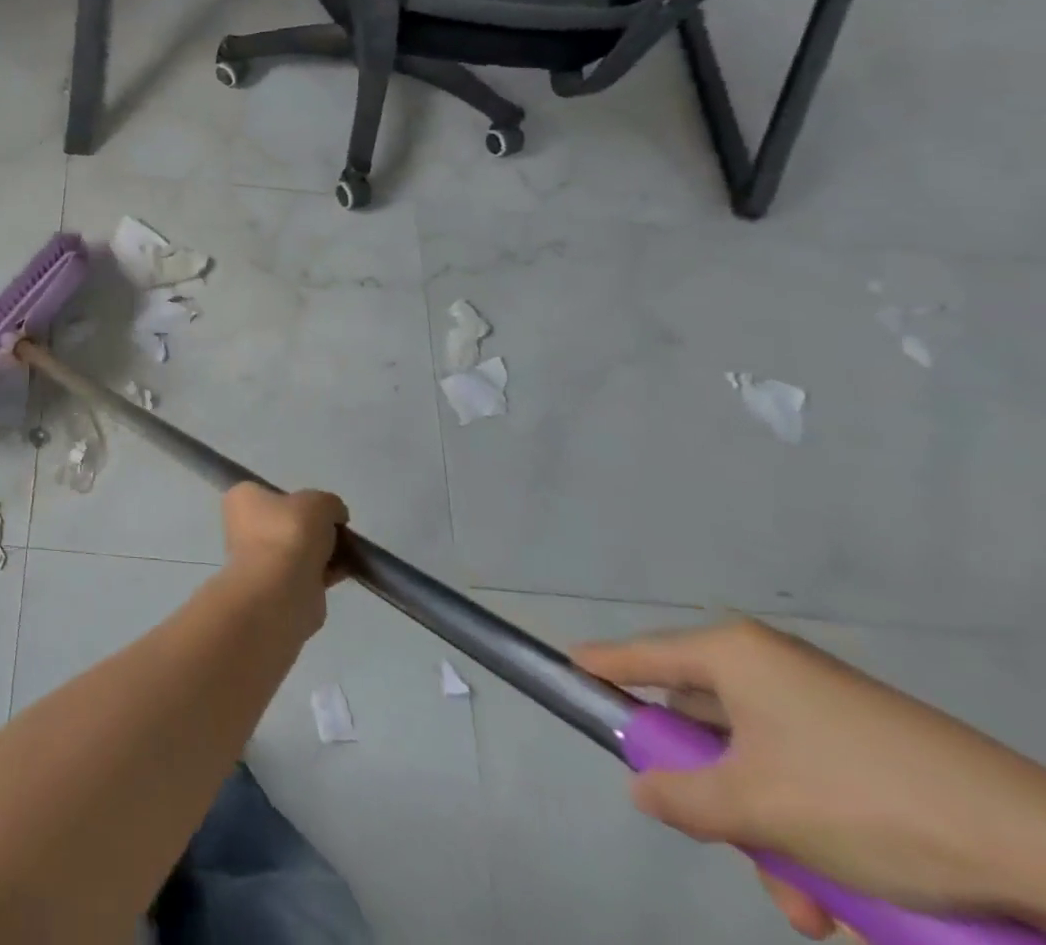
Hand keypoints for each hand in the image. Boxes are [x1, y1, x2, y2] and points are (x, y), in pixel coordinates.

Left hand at [219, 484, 348, 633]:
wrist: (282, 590)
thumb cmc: (290, 532)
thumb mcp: (319, 502)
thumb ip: (330, 504)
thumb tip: (334, 516)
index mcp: (242, 498)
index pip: (270, 492)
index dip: (298, 499)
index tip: (319, 508)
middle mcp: (243, 527)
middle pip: (287, 522)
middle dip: (313, 528)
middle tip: (336, 531)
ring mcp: (258, 559)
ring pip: (298, 549)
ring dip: (321, 552)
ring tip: (346, 553)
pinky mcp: (277, 587)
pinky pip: (305, 573)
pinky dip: (325, 573)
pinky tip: (345, 572)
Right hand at [576, 619, 1045, 937]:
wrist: (1043, 850)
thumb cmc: (866, 804)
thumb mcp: (760, 810)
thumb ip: (683, 797)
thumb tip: (642, 790)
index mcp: (734, 655)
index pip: (642, 655)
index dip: (602, 667)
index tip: (567, 671)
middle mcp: (772, 667)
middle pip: (706, 724)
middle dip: (714, 798)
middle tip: (726, 847)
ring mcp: (827, 706)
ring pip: (761, 766)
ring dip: (771, 837)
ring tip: (813, 911)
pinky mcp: (874, 747)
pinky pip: (810, 781)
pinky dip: (814, 836)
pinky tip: (849, 902)